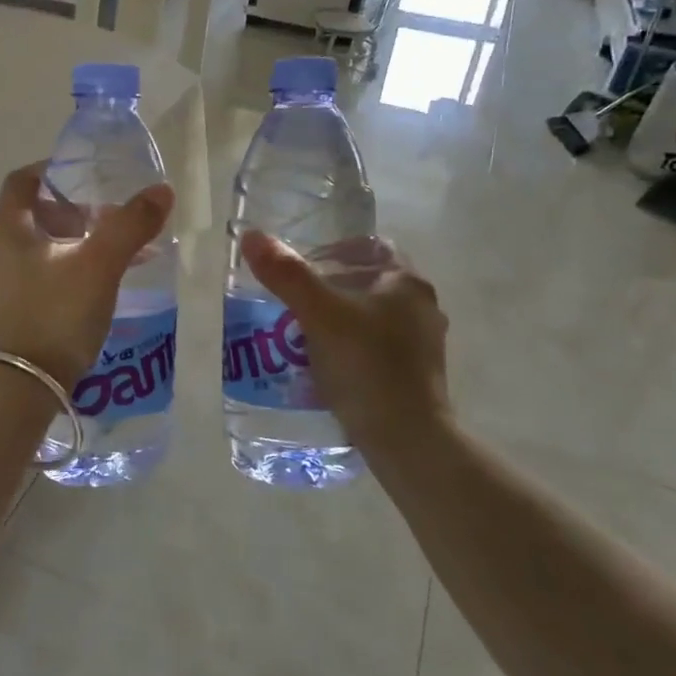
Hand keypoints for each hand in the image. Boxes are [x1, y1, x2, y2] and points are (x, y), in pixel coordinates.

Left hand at [0, 163, 174, 386]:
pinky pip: (31, 284)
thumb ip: (130, 225)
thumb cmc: (55, 315)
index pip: (22, 182)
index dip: (52, 171)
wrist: (15, 389)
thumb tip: (161, 191)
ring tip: (108, 264)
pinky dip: (59, 278)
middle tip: (109, 226)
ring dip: (69, 250)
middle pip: (31, 219)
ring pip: (33, 254)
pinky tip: (88, 298)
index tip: (85, 177)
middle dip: (72, 217)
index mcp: (7, 231)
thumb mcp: (100, 266)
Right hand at [239, 231, 450, 443]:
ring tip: (301, 335)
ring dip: (339, 320)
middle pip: (368, 283)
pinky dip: (350, 349)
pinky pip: (376, 348)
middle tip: (293, 302)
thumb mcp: (319, 315)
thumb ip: (287, 275)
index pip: (369, 247)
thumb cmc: (366, 366)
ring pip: (372, 317)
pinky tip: (324, 366)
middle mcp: (422, 307)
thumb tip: (252, 235)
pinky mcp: (416, 376)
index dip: (333, 250)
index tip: (301, 269)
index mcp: (407, 282)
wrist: (407, 440)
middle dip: (330, 288)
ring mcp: (423, 345)